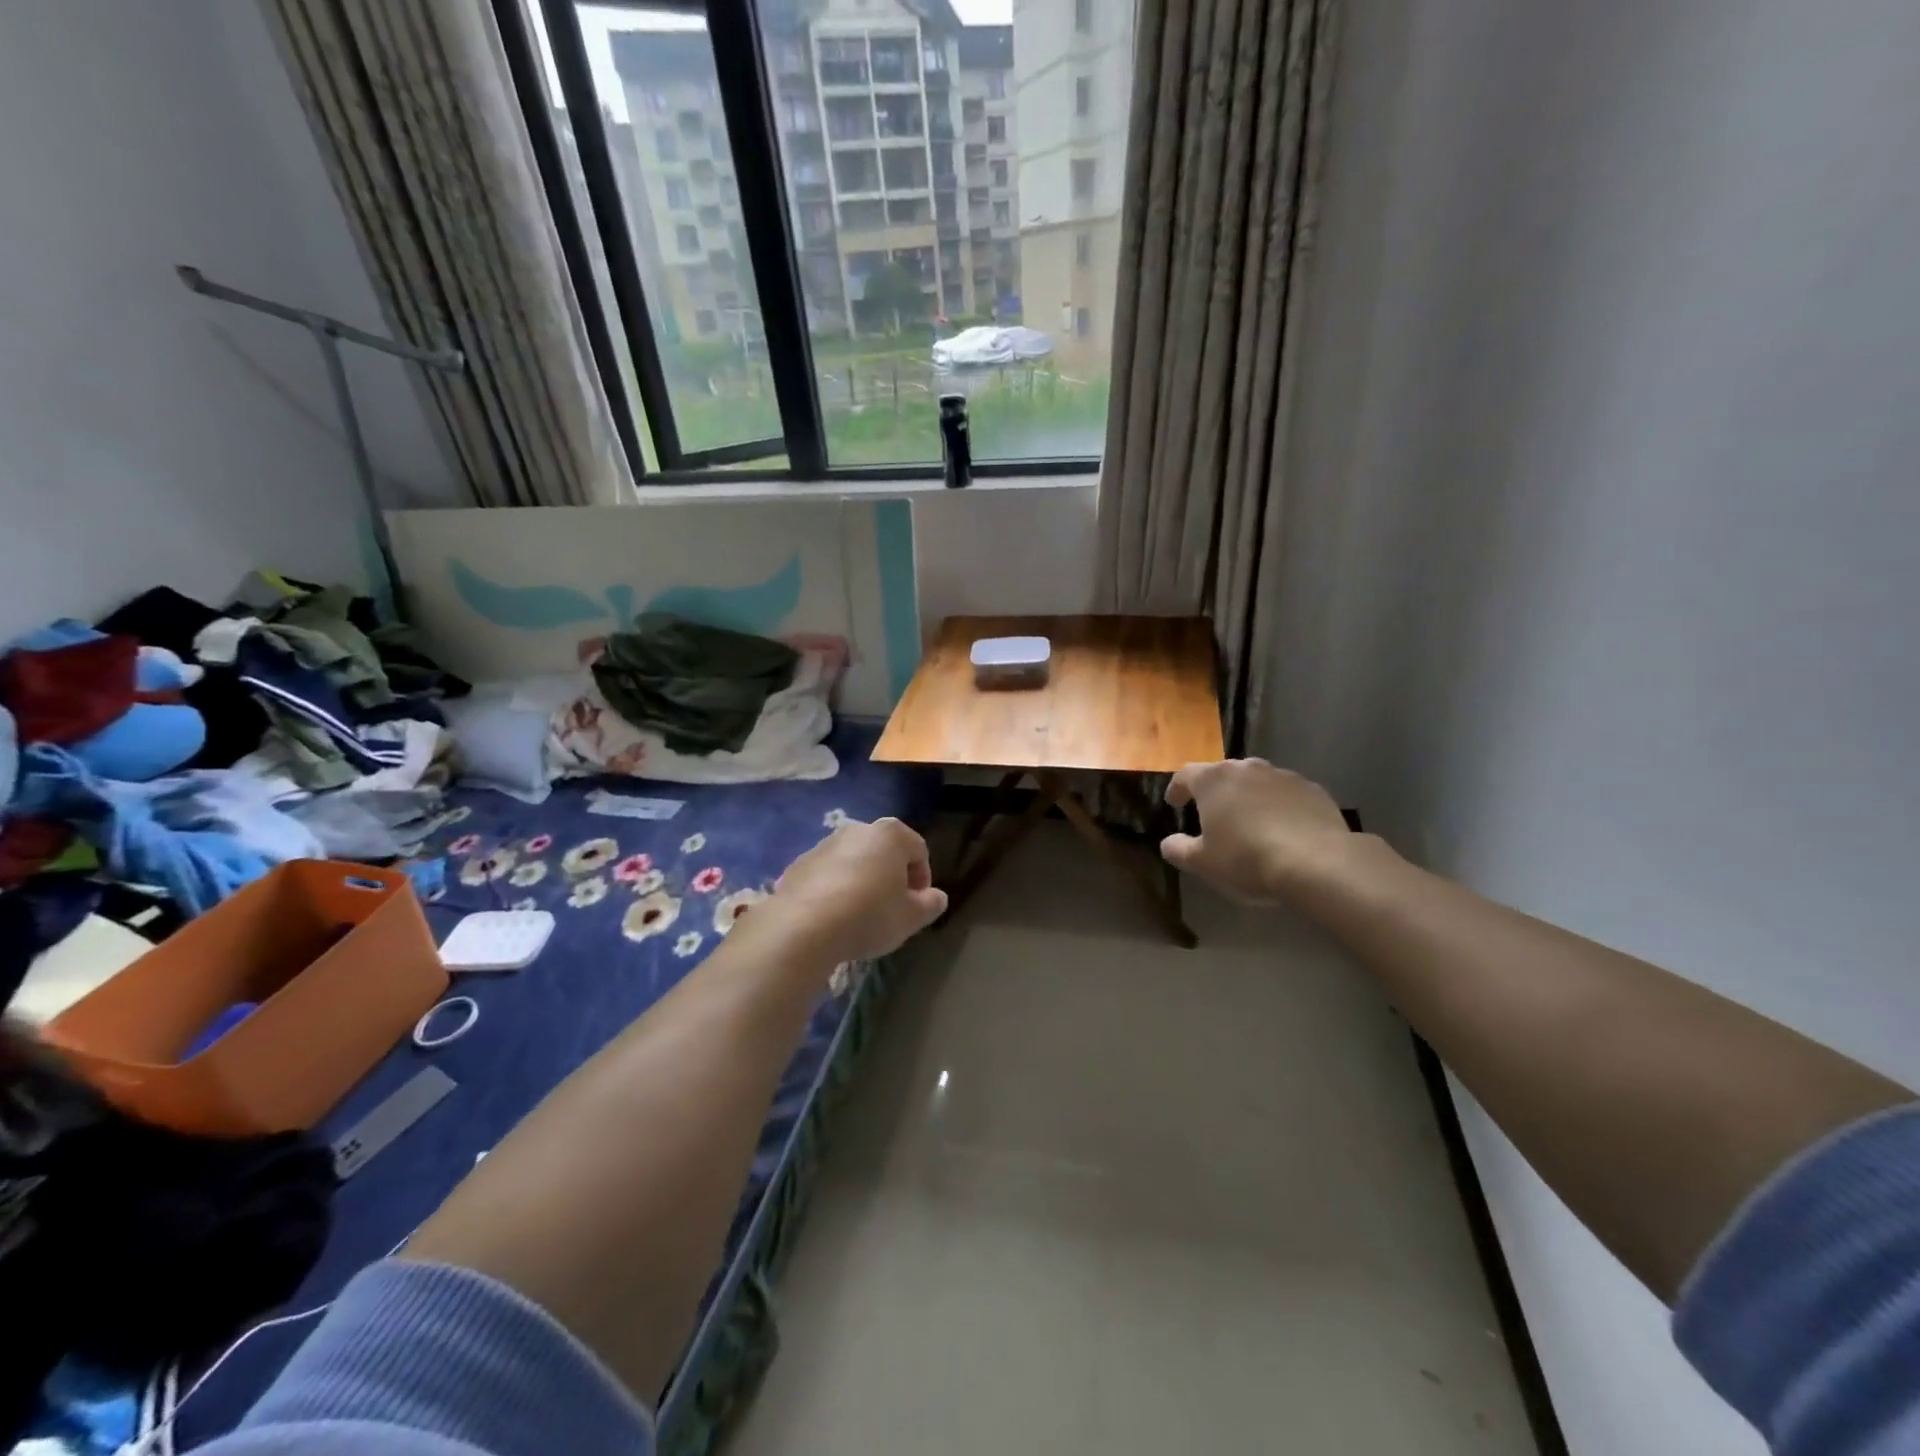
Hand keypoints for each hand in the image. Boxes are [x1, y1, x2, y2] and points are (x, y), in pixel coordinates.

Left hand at [768, 818, 947, 965]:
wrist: (803, 927)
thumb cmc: (869, 915)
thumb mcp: (911, 917)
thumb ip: (930, 904)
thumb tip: (936, 897)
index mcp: (890, 835)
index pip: (919, 850)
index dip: (923, 879)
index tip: (918, 906)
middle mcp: (857, 830)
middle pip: (884, 852)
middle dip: (892, 877)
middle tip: (892, 909)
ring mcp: (824, 845)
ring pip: (854, 862)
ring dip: (862, 882)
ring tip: (860, 916)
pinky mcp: (798, 864)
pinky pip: (827, 875)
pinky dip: (834, 890)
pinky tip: (833, 917)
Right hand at [1161, 759, 1350, 901]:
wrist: (1316, 862)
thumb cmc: (1247, 859)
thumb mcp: (1202, 862)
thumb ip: (1178, 849)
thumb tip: (1168, 842)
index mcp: (1214, 780)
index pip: (1186, 775)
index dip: (1177, 789)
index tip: (1174, 803)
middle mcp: (1247, 768)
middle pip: (1223, 774)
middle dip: (1215, 791)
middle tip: (1213, 813)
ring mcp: (1283, 776)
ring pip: (1257, 782)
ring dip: (1249, 797)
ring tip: (1250, 822)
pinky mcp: (1313, 789)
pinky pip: (1287, 795)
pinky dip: (1279, 806)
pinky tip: (1283, 829)